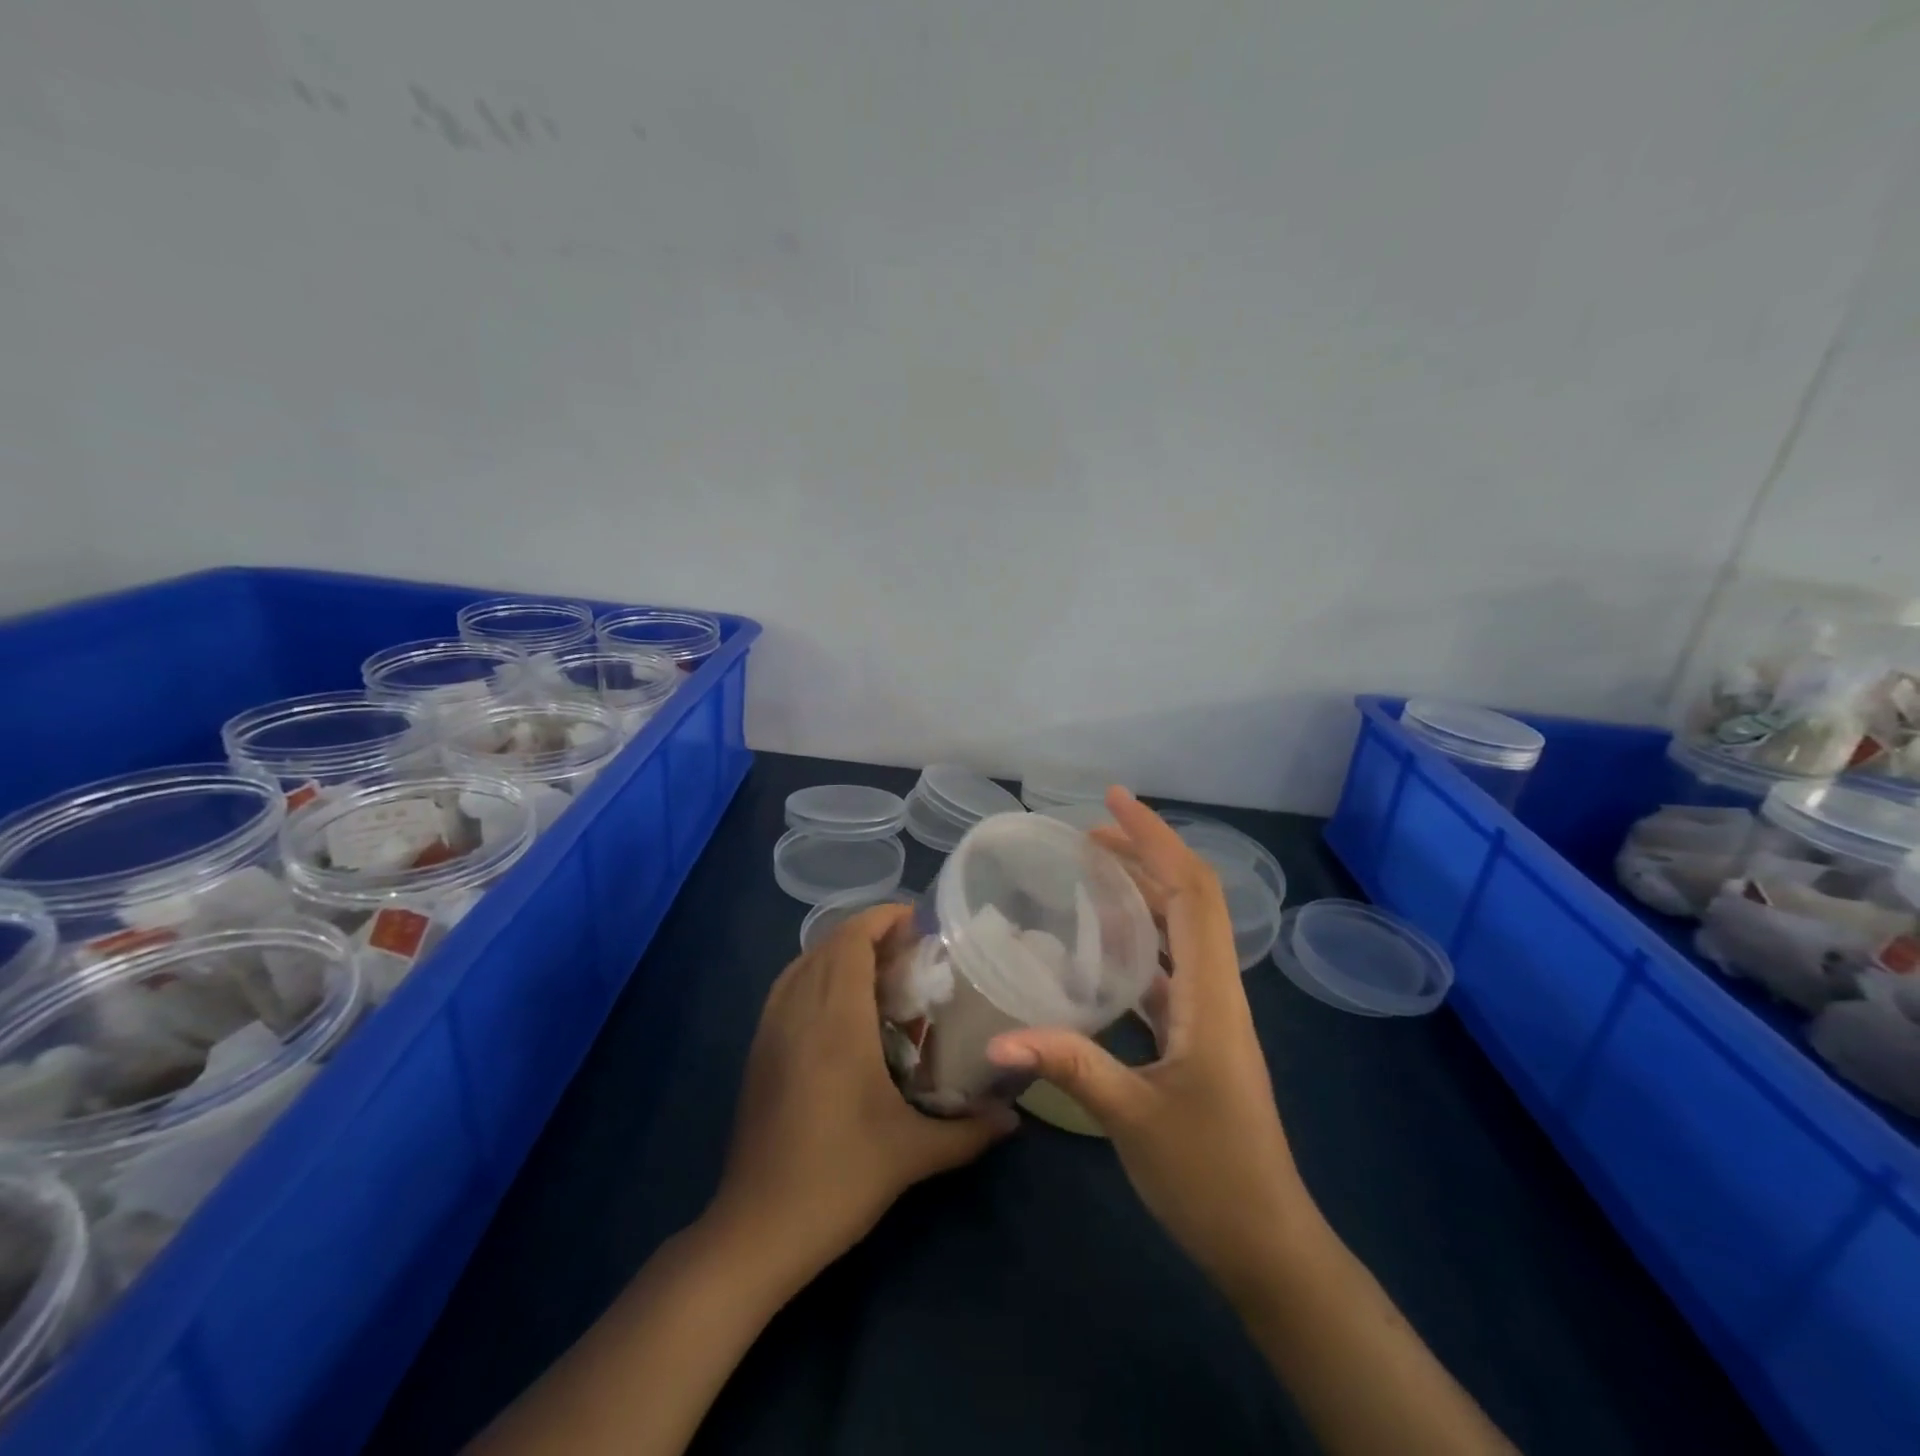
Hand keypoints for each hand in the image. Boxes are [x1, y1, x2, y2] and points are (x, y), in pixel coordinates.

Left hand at [710, 904, 1014, 1281]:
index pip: (852, 941)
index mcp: (836, 1021)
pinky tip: (838, 1004)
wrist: (756, 1229)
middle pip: (828, 945)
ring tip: (879, 968)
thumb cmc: (839, 1179)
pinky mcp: (758, 1051)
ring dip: (839, 951)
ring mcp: (771, 1029)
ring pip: (803, 963)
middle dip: (867, 932)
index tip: (917, 918)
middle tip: (910, 948)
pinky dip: (814, 973)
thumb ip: (969, 1131)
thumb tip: (1014, 1118)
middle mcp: (799, 1011)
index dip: (881, 918)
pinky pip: (787, 988)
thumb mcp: (912, 1154)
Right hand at [987, 788, 1312, 1296]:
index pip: (1192, 892)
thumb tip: (998, 1039)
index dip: (1156, 839)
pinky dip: (1134, 942)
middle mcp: (1215, 991)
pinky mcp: (1196, 1037)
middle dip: (1142, 855)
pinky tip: (1096, 947)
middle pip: (1187, 899)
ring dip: (1139, 894)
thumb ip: (1069, 1067)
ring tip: (1087, 873)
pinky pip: (1165, 969)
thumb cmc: (1211, 1177)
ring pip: (1176, 932)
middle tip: (1084, 834)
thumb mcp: (1134, 1119)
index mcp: (1210, 995)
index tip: (1113, 801)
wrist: (1267, 1244)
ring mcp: (1207, 1014)